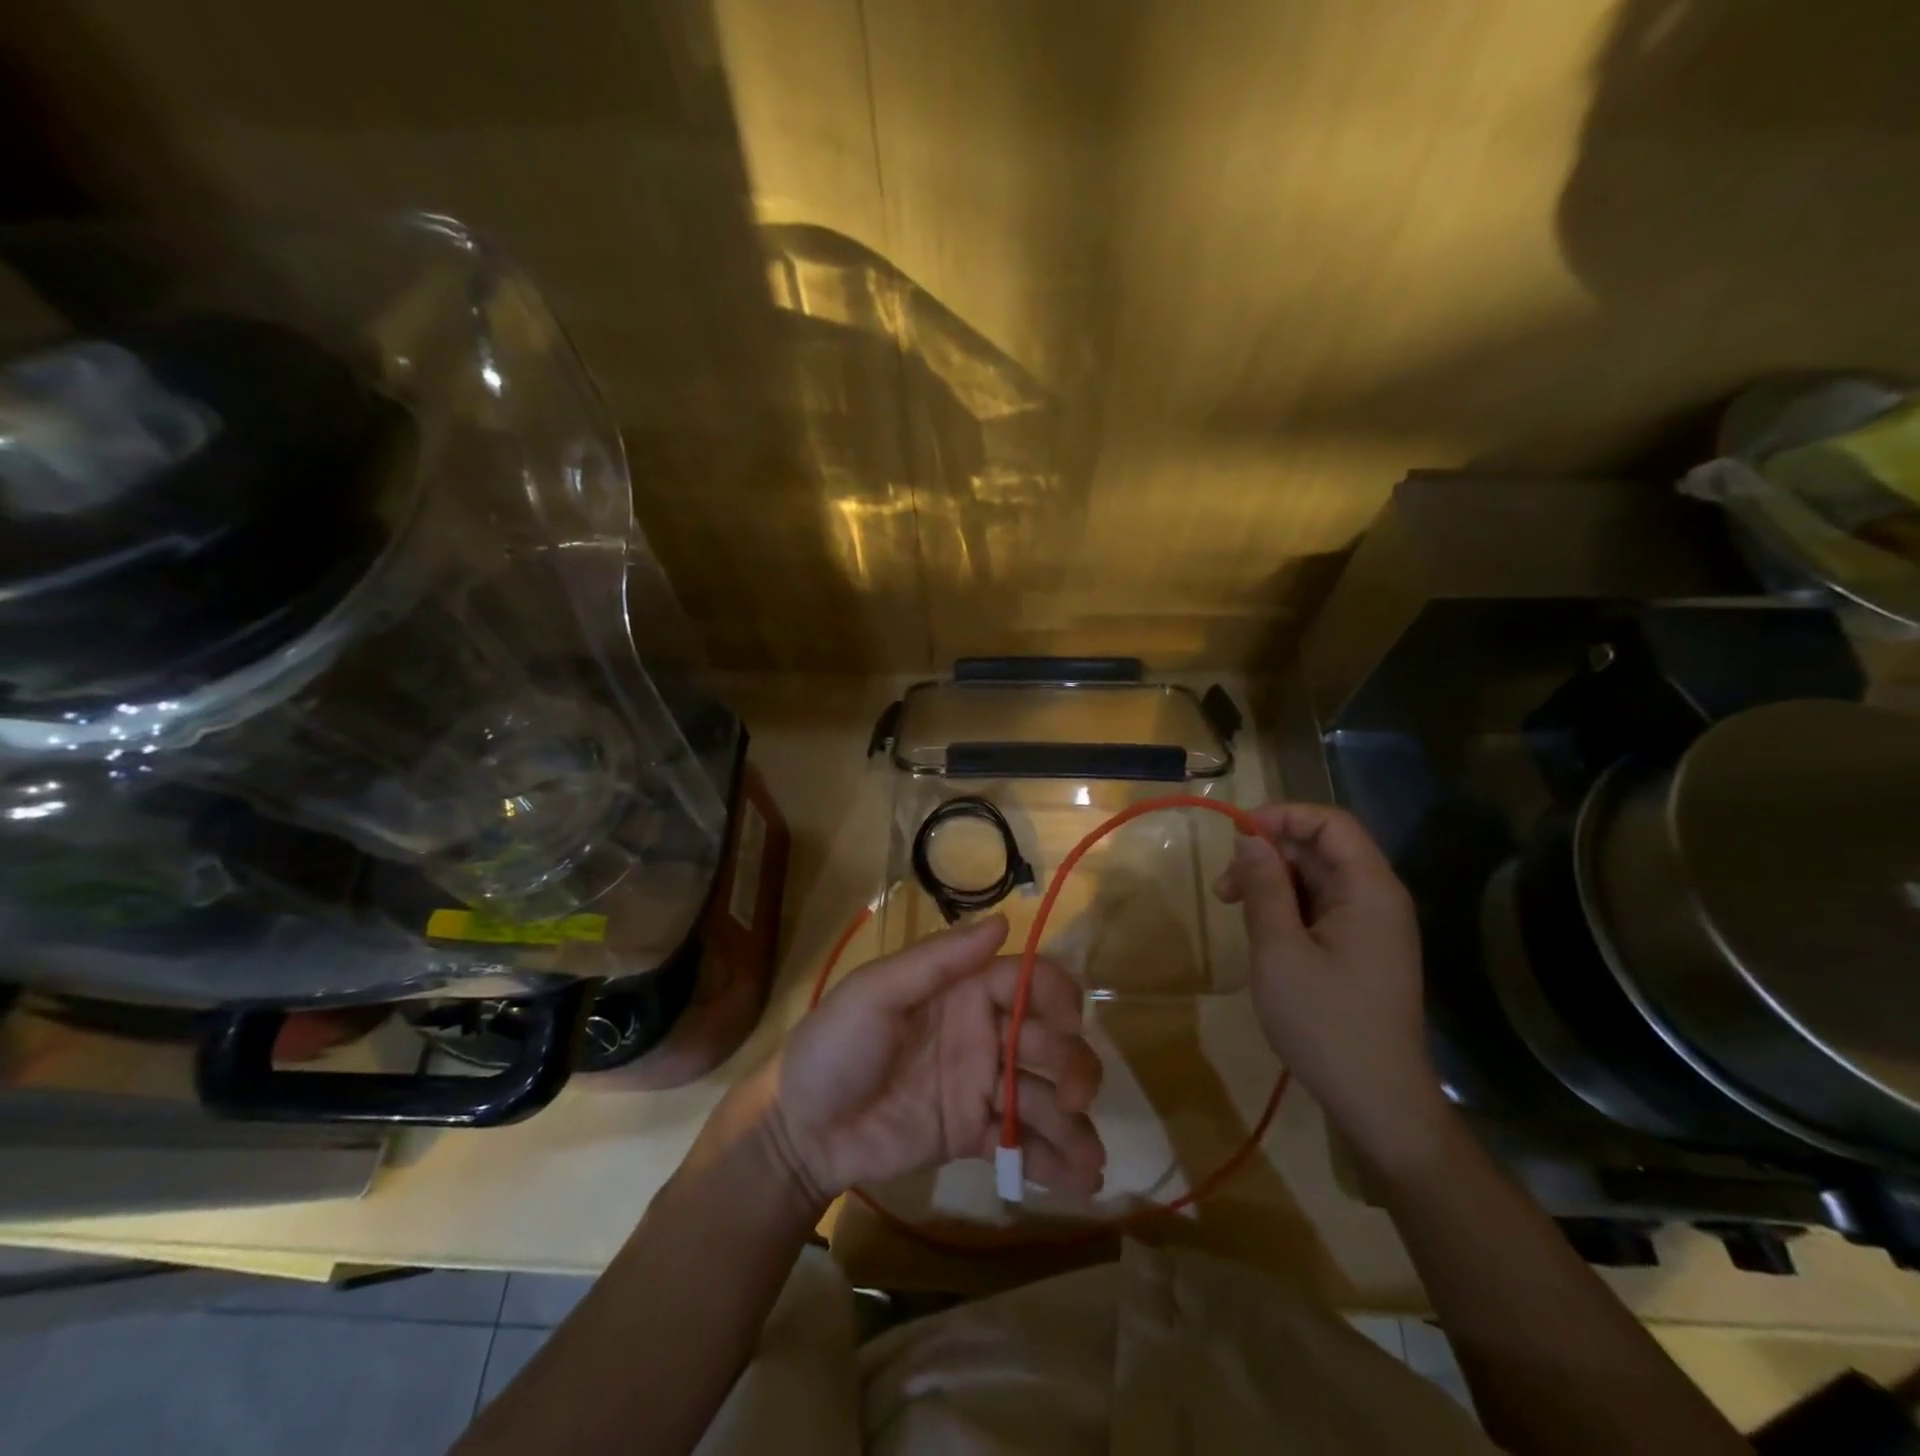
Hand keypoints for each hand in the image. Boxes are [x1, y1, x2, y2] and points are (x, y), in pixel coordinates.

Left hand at [744, 915, 1105, 1206]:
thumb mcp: (875, 992)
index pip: (1026, 981)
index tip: (1069, 1023)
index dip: (1055, 995)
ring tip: (1090, 1160)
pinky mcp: (972, 1134)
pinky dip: (1055, 1160)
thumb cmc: (833, 1046)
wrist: (799, 1131)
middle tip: (1071, 1097)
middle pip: (1046, 1040)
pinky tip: (1081, 1183)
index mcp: (962, 991)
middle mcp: (982, 1033)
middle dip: (1071, 1065)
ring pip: (1042, 1096)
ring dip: (1074, 1123)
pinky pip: (1022, 1143)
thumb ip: (937, 960)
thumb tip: (1004, 921)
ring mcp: (980, 1087)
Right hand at [1214, 803, 1448, 1169]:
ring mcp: (1371, 924)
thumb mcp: (1279, 950)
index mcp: (1369, 890)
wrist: (1377, 1101)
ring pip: (1315, 876)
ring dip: (1271, 881)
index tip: (1235, 836)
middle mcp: (1377, 898)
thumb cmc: (1325, 1023)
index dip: (1282, 816)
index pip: (1330, 823)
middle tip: (1224, 888)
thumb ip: (1264, 886)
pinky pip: (1320, 905)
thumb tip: (1249, 838)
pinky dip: (1285, 906)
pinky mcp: (1360, 947)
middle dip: (1268, 854)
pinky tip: (1259, 930)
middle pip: (1321, 848)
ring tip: (1233, 908)